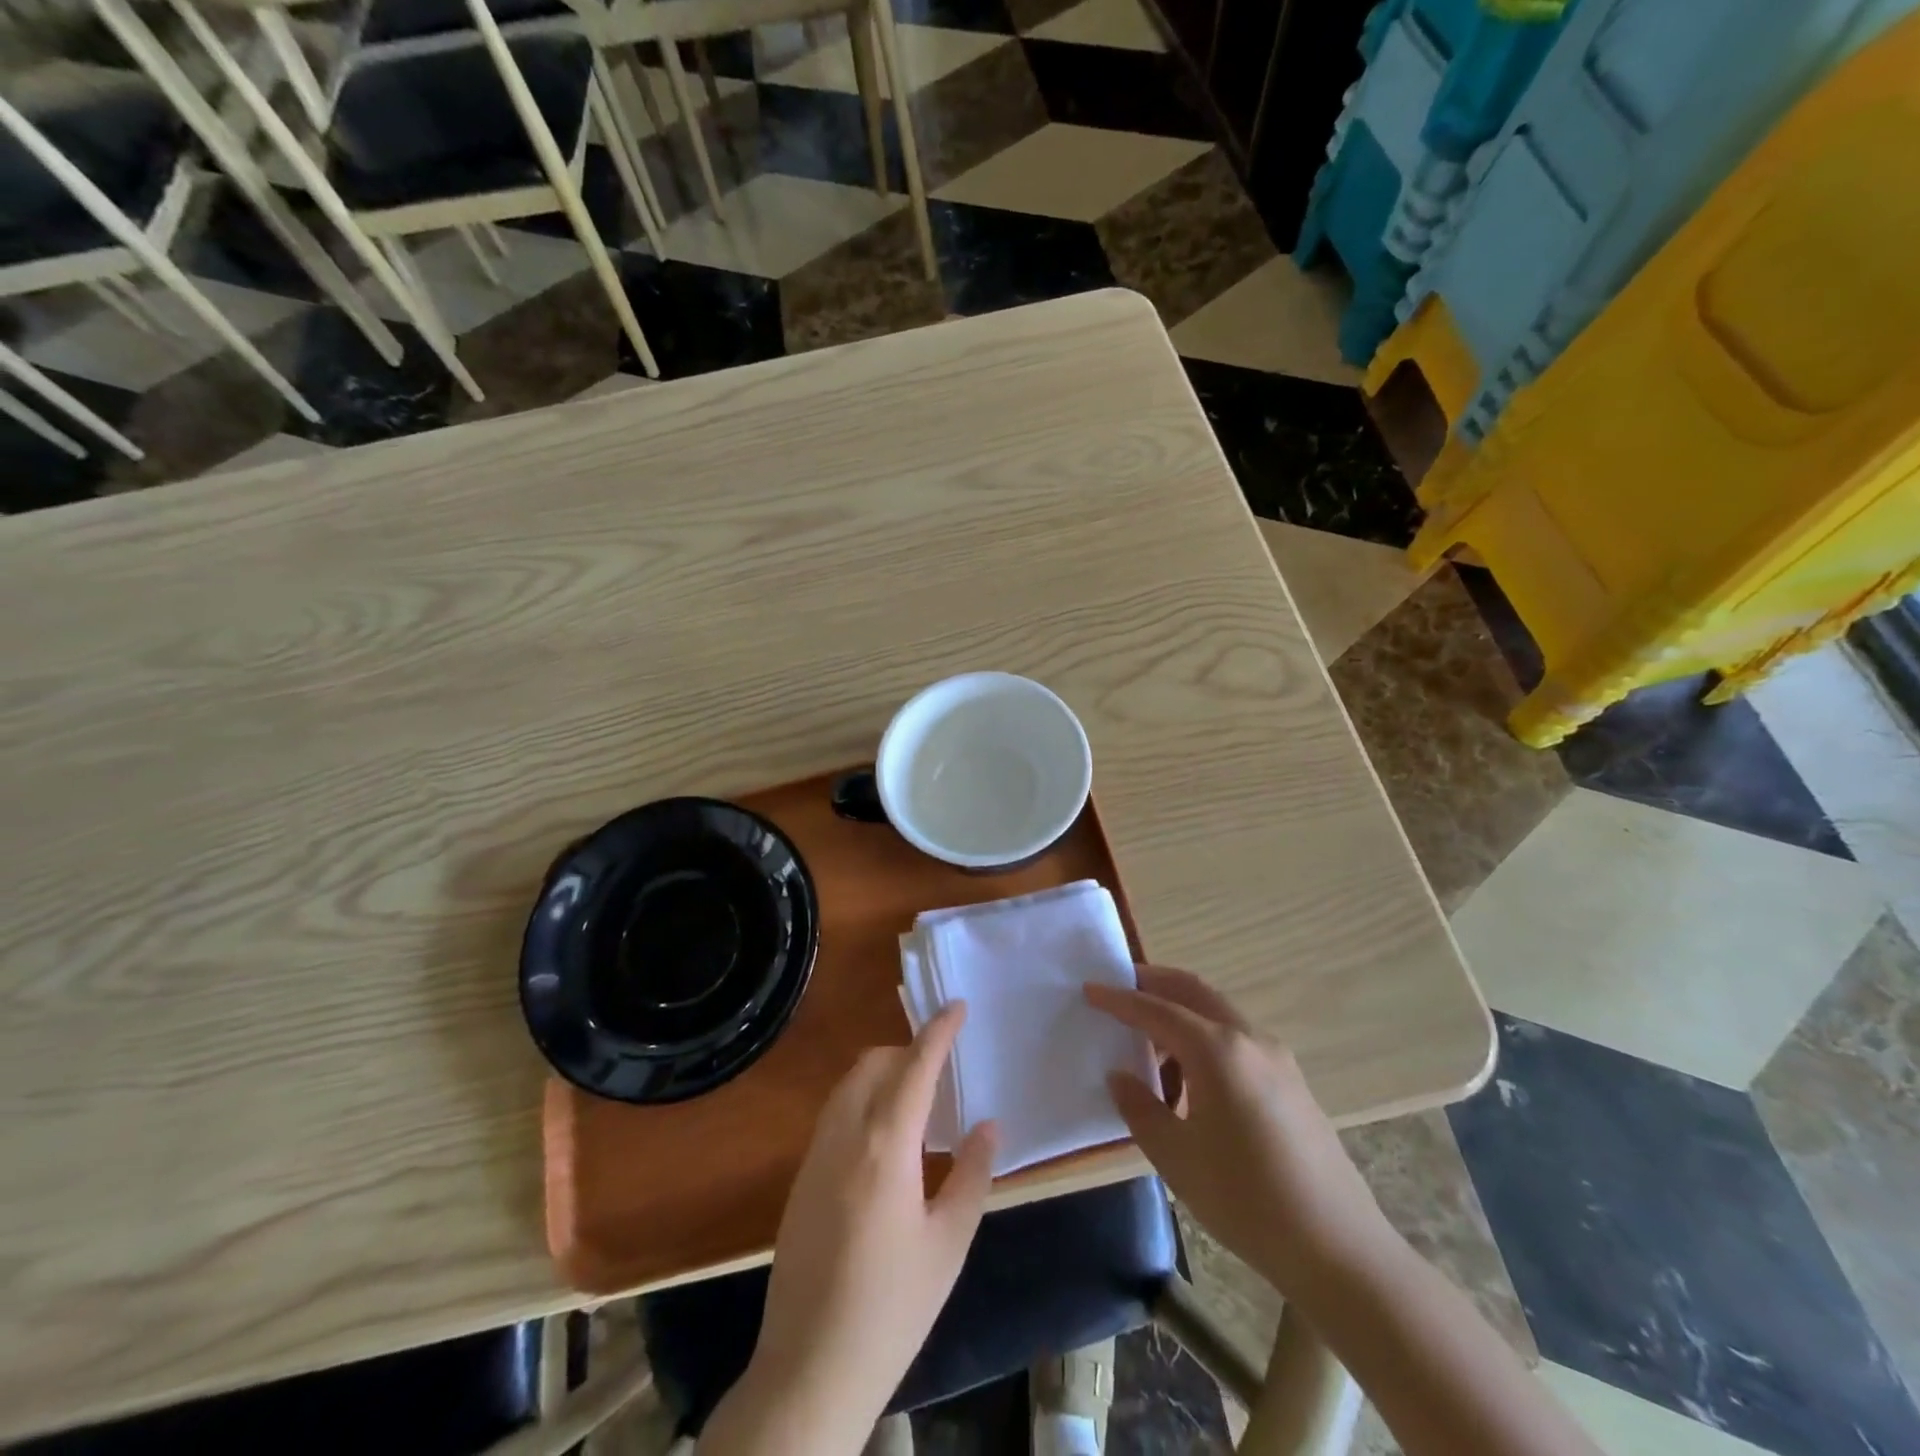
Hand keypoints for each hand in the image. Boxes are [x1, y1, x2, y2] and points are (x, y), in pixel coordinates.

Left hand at [704, 1003, 996, 1455]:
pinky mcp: (800, 1178)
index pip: (915, 1066)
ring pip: (849, 1085)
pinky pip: (835, 1114)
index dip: (938, 1031)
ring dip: (882, 1074)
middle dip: (908, 1051)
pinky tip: (886, 1143)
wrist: (810, 1368)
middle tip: (942, 1071)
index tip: (956, 1005)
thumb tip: (988, 1124)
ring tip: (918, 1103)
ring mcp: (815, 1155)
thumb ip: (972, 1174)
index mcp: (886, 1147)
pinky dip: (863, 1102)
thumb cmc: (893, 1307)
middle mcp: (845, 1136)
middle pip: (874, 1064)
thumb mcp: (949, 1243)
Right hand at [1084, 966, 1389, 1295]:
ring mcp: (1277, 1058)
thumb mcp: (1176, 1157)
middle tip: (1119, 987)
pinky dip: (1205, 1039)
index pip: (1156, 1010)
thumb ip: (1140, 1107)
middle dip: (1154, 983)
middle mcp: (1249, 1039)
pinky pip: (1237, 1041)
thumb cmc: (1246, 1200)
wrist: (1339, 1250)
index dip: (1119, 999)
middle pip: (1193, 991)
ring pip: (1217, 1014)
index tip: (1089, 989)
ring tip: (1149, 1046)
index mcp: (1217, 1050)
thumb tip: (1120, 1075)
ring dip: (1180, 1014)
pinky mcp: (1292, 1082)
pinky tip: (1191, 1082)